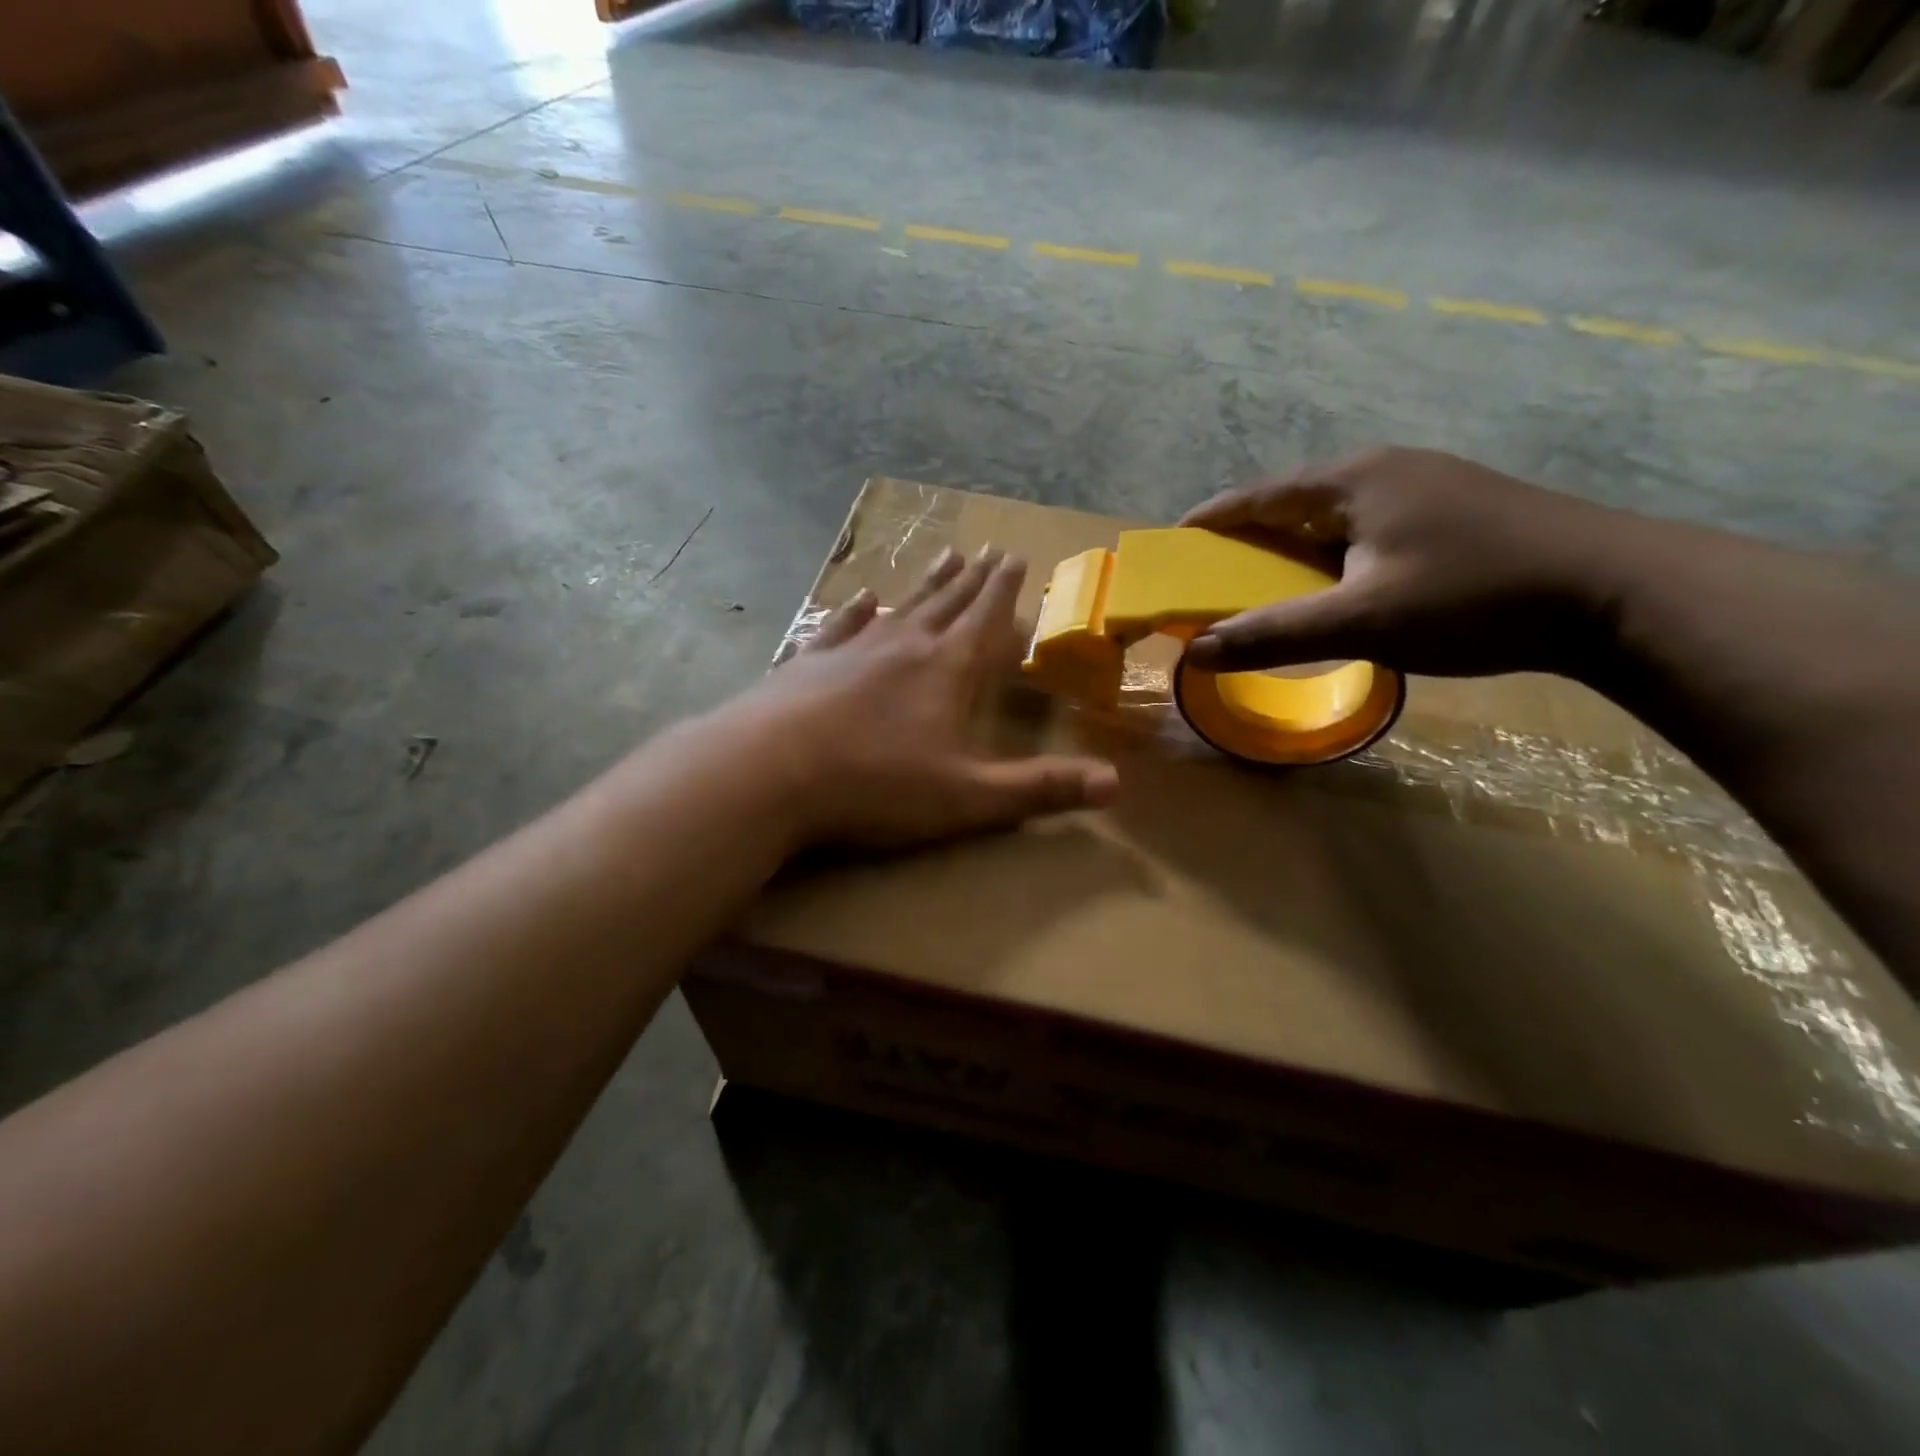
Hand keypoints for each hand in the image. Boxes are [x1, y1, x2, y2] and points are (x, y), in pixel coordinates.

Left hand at [723, 546, 1118, 848]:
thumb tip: (1116, 784)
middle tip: (988, 550)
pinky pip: (841, 626)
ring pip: (900, 606)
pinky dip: (857, 611)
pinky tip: (863, 599)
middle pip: (947, 603)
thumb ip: (1039, 789)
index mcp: (946, 671)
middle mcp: (903, 646)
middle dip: (972, 579)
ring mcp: (851, 649)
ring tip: (944, 557)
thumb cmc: (875, 786)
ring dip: (926, 584)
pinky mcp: (808, 663)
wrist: (768, 772)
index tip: (1015, 557)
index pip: (985, 619)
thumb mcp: (968, 798)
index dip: (1004, 591)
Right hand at [1180, 447, 1630, 678]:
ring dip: (1291, 548)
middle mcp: (1384, 470)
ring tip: (1266, 585)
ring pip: (1331, 517)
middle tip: (1213, 575)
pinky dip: (1331, 556)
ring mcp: (1424, 486)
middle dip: (1247, 537)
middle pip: (1291, 501)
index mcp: (1352, 480)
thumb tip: (1194, 651)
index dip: (1210, 521)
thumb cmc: (1474, 597)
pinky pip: (1364, 528)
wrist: (1616, 593)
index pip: (1257, 495)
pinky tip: (1335, 586)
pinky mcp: (1451, 511)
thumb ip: (1273, 635)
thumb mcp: (1361, 622)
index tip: (1172, 546)